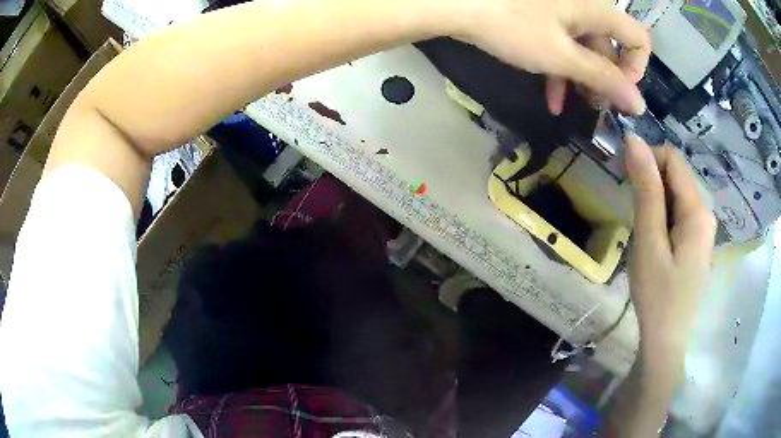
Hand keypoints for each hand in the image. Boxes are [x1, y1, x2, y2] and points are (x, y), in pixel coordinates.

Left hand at [452, 0, 649, 114]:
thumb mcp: (562, 56)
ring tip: (571, 109)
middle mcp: (584, 7)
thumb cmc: (513, 27)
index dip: (636, 68)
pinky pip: (564, 44)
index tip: (620, 92)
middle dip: (603, 82)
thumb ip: (603, 78)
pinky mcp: (544, 17)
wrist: (458, 5)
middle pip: (609, 47)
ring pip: (584, 50)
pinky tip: (551, 99)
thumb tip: (638, 105)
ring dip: (580, 81)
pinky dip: (560, 69)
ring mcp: (562, 11)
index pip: (637, 38)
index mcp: (596, 9)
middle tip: (595, 110)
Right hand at [624, 135, 715, 371]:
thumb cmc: (657, 295)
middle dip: (651, 180)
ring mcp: (704, 228)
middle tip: (630, 209)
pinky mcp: (698, 241)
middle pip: (677, 175)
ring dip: (655, 199)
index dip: (647, 158)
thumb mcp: (648, 241)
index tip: (624, 177)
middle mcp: (706, 212)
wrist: (666, 340)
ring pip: (677, 193)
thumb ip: (646, 189)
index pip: (673, 159)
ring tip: (641, 229)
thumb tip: (634, 140)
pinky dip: (663, 214)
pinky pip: (680, 212)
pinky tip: (654, 239)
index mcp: (698, 210)